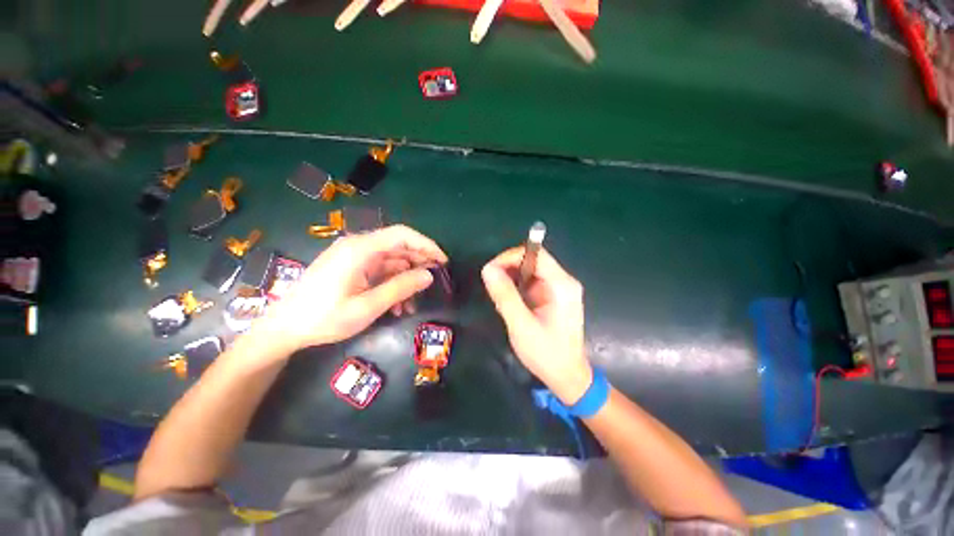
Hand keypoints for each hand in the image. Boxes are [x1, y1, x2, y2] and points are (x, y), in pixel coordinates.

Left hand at [257, 225, 447, 350]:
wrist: (283, 329)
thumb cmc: (323, 318)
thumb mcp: (367, 307)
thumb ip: (400, 288)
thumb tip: (429, 276)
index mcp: (360, 249)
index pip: (402, 235)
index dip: (426, 245)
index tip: (443, 261)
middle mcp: (357, 246)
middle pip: (398, 245)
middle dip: (419, 262)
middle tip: (435, 280)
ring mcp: (353, 257)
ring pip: (391, 260)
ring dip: (405, 278)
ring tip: (413, 302)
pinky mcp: (350, 267)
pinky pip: (379, 270)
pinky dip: (392, 284)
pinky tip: (397, 304)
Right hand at [482, 247, 592, 404]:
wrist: (567, 377)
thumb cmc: (546, 353)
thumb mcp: (521, 325)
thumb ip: (505, 296)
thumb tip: (488, 269)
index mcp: (562, 285)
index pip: (536, 253)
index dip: (510, 256)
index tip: (491, 270)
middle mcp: (564, 281)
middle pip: (534, 259)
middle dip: (509, 267)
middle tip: (491, 282)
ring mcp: (561, 289)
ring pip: (532, 270)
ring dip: (512, 277)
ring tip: (499, 293)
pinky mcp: (555, 296)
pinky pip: (533, 282)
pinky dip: (519, 286)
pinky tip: (511, 300)